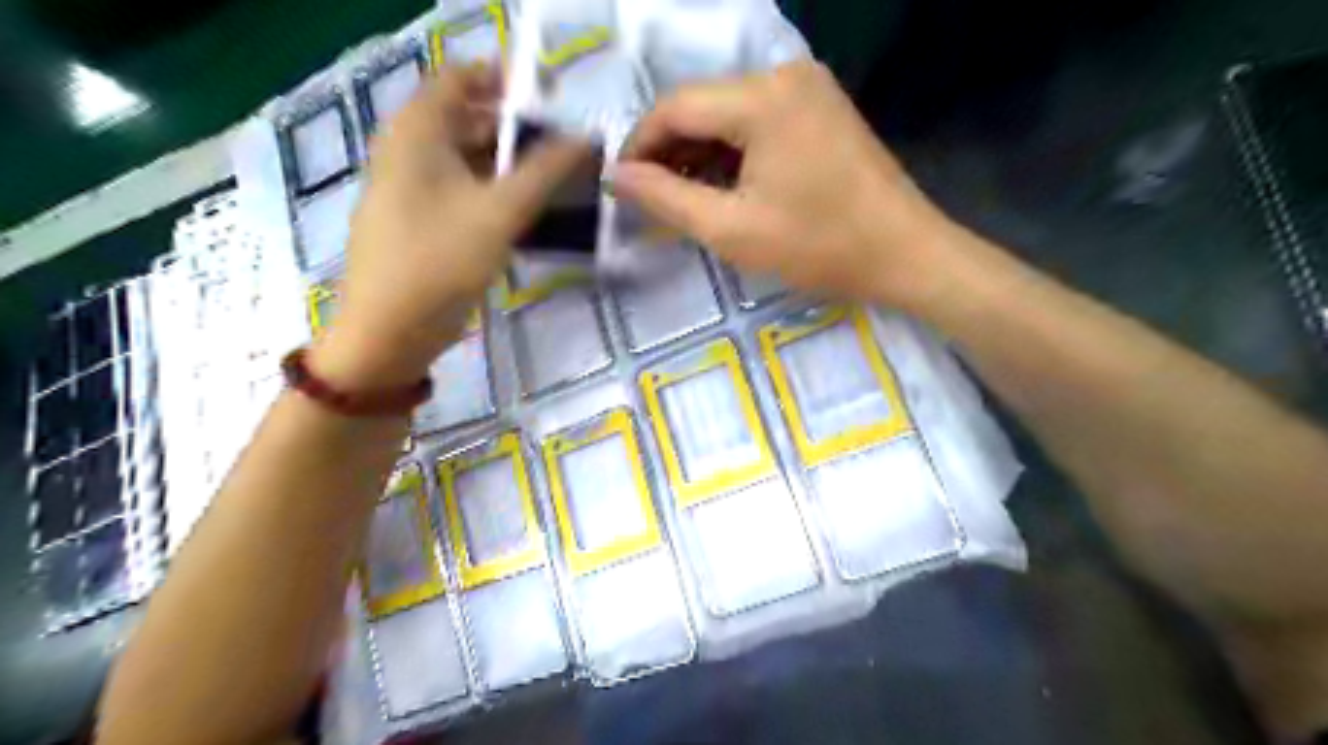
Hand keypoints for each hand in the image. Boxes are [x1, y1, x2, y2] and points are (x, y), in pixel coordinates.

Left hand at [314, 66, 589, 388]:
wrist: (388, 332)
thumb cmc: (439, 261)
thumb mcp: (500, 211)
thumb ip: (546, 171)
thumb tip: (586, 139)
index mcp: (417, 130)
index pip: (462, 77)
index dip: (507, 80)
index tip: (553, 102)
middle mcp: (409, 149)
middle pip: (467, 118)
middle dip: (517, 129)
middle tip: (566, 148)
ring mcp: (412, 188)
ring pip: (467, 158)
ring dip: (510, 164)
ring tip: (558, 180)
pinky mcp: (421, 221)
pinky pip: (463, 191)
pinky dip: (495, 192)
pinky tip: (528, 212)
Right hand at [616, 58, 967, 308]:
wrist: (905, 254)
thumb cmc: (818, 247)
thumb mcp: (731, 230)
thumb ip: (666, 199)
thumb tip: (615, 176)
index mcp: (762, 97)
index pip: (675, 107)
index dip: (640, 146)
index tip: (622, 187)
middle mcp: (784, 74)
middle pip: (702, 106)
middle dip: (670, 152)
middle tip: (652, 200)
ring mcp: (807, 88)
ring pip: (728, 114)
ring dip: (700, 154)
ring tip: (684, 200)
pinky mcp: (820, 107)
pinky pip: (758, 121)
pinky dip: (732, 152)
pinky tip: (723, 187)